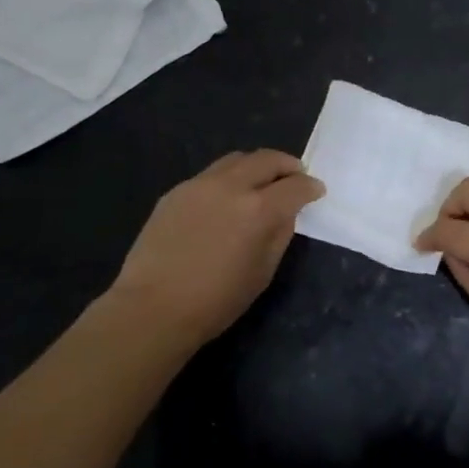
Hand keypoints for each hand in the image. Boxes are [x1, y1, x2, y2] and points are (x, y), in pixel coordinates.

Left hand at [109, 150, 323, 345]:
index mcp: (259, 210)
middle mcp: (231, 186)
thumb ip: (279, 234)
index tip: (316, 190)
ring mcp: (200, 185)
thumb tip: (285, 212)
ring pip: (236, 159)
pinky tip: (225, 199)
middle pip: (267, 159)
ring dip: (256, 166)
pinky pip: (210, 175)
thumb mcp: (262, 273)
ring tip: (261, 181)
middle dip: (287, 165)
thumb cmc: (216, 301)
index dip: (310, 187)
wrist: (153, 308)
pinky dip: (228, 179)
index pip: (295, 186)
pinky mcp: (176, 191)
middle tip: (295, 175)